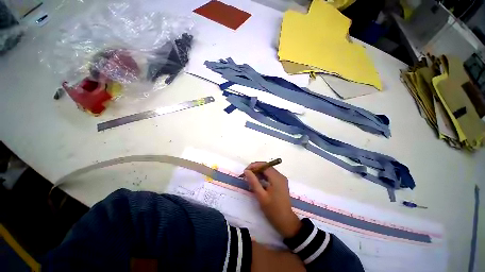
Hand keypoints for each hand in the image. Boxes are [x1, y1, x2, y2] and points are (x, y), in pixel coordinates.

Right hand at [244, 162, 301, 237]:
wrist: (286, 221)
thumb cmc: (273, 210)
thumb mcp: (261, 196)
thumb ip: (253, 182)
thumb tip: (246, 171)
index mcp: (277, 178)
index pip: (264, 165)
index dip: (254, 166)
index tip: (245, 171)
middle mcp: (280, 176)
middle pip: (266, 167)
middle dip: (255, 169)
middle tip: (246, 175)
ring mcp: (281, 179)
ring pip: (268, 171)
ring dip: (259, 173)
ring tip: (250, 178)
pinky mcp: (281, 183)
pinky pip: (270, 176)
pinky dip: (263, 177)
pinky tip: (257, 182)